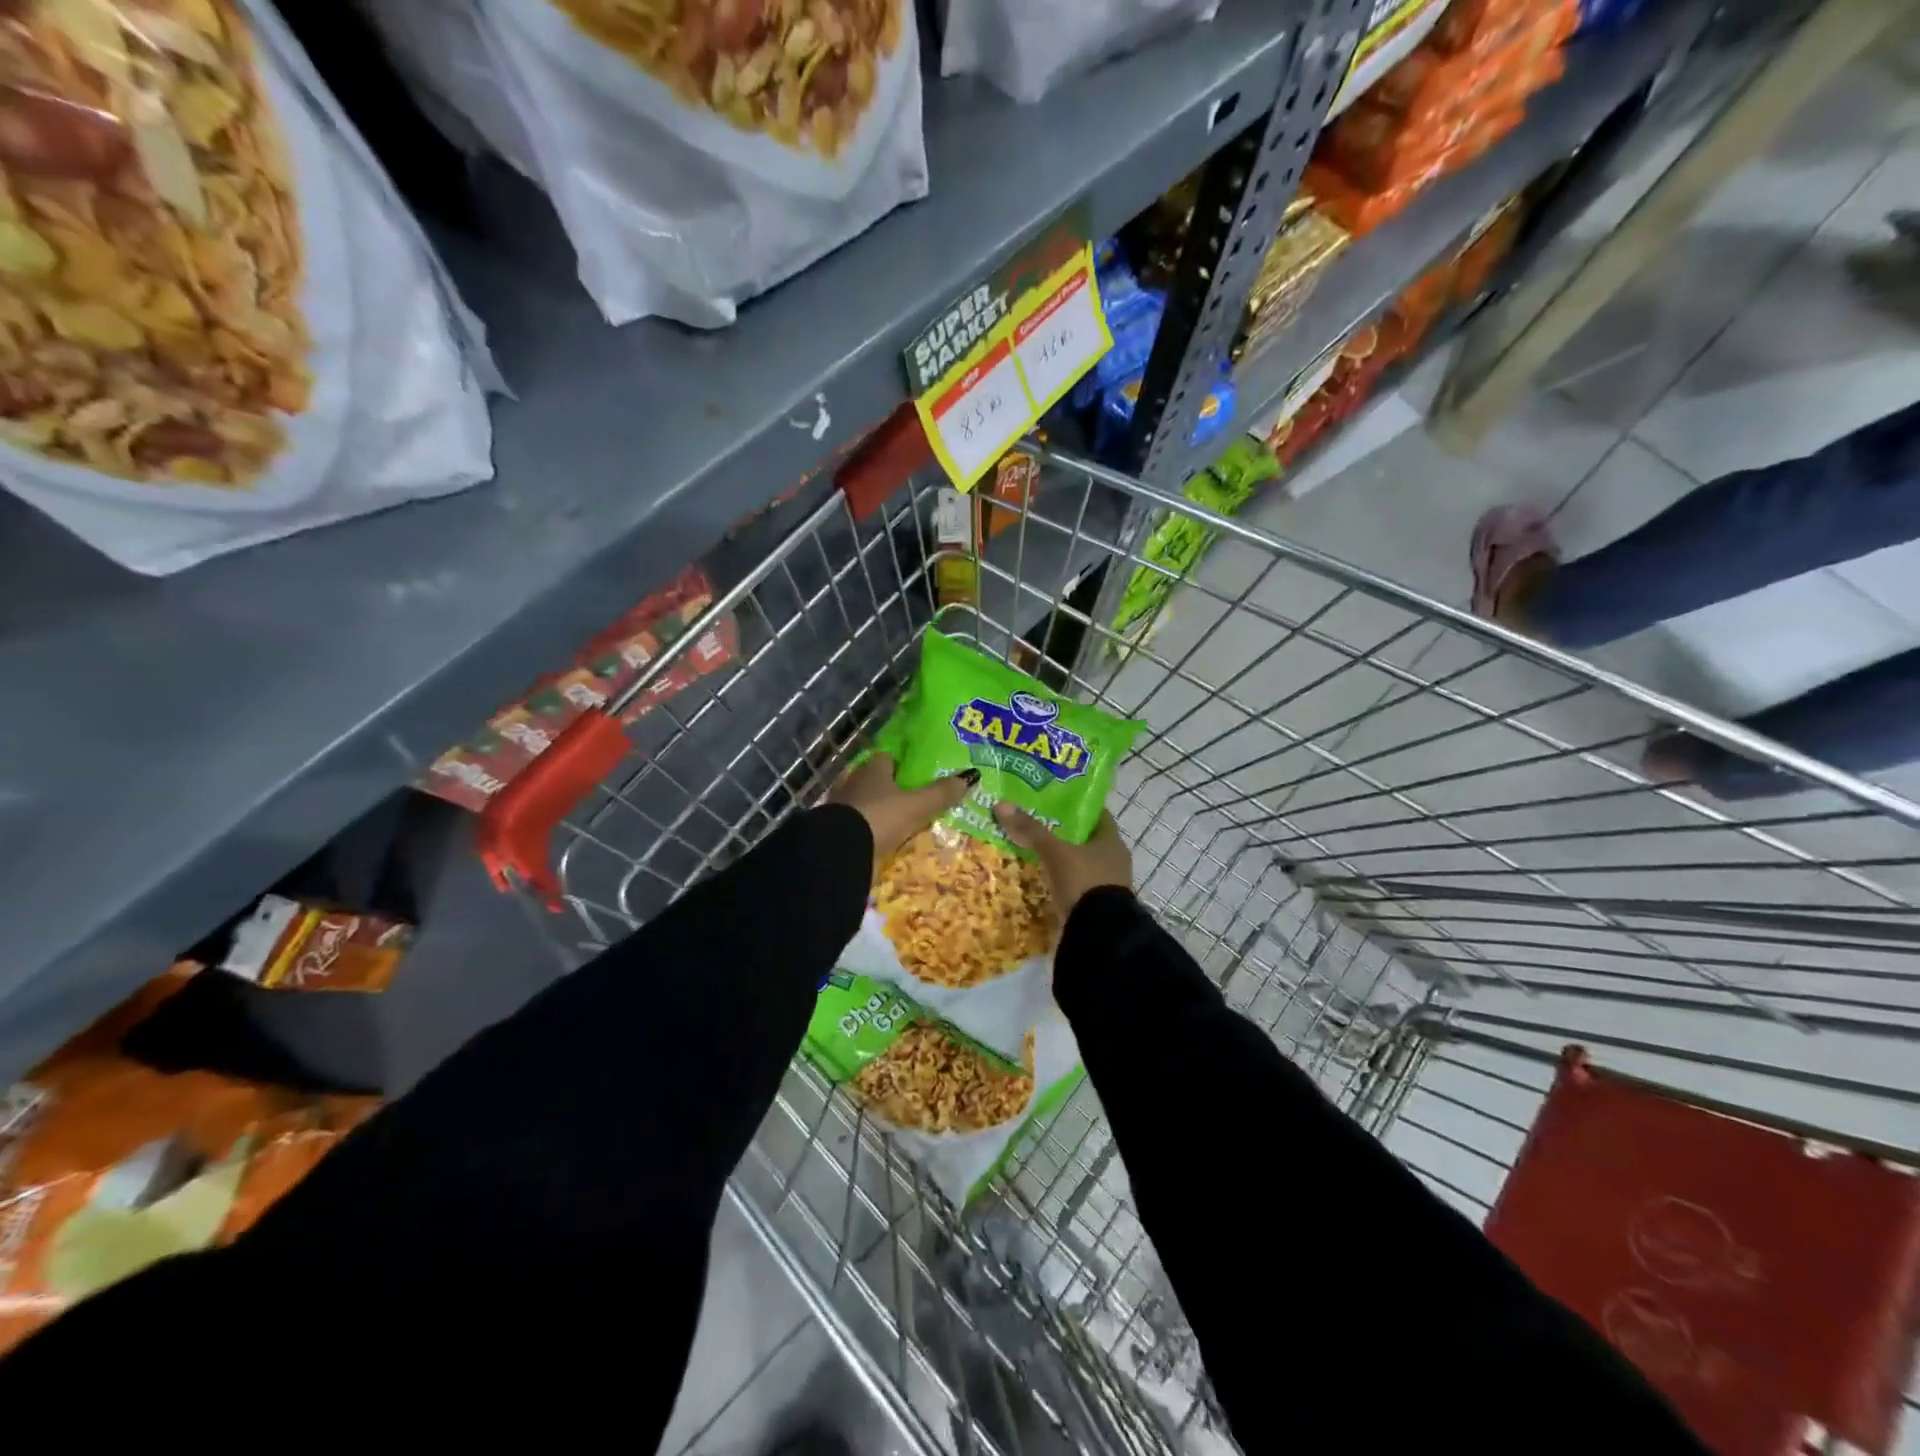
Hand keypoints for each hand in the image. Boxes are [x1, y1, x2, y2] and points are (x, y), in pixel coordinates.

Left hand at [829, 754, 973, 861]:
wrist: (840, 852)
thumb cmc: (879, 818)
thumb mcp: (916, 806)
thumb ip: (940, 793)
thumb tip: (971, 776)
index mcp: (872, 770)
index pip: (886, 758)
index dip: (901, 764)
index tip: (917, 774)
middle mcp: (853, 783)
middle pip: (874, 781)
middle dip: (890, 789)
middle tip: (912, 799)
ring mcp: (841, 808)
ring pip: (864, 804)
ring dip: (878, 811)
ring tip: (899, 822)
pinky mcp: (835, 831)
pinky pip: (856, 826)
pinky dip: (867, 831)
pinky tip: (881, 839)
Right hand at [993, 805, 1132, 913]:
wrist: (1098, 934)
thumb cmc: (1083, 882)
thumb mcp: (1055, 853)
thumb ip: (1031, 830)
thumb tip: (1002, 805)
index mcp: (1112, 842)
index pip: (1096, 815)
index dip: (1076, 807)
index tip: (1053, 801)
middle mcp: (1113, 861)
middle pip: (1086, 840)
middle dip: (1063, 834)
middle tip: (1035, 825)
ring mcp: (1106, 885)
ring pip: (1080, 863)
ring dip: (1061, 860)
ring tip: (1032, 852)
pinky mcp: (1095, 906)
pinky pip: (1075, 885)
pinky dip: (1060, 881)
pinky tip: (1040, 880)